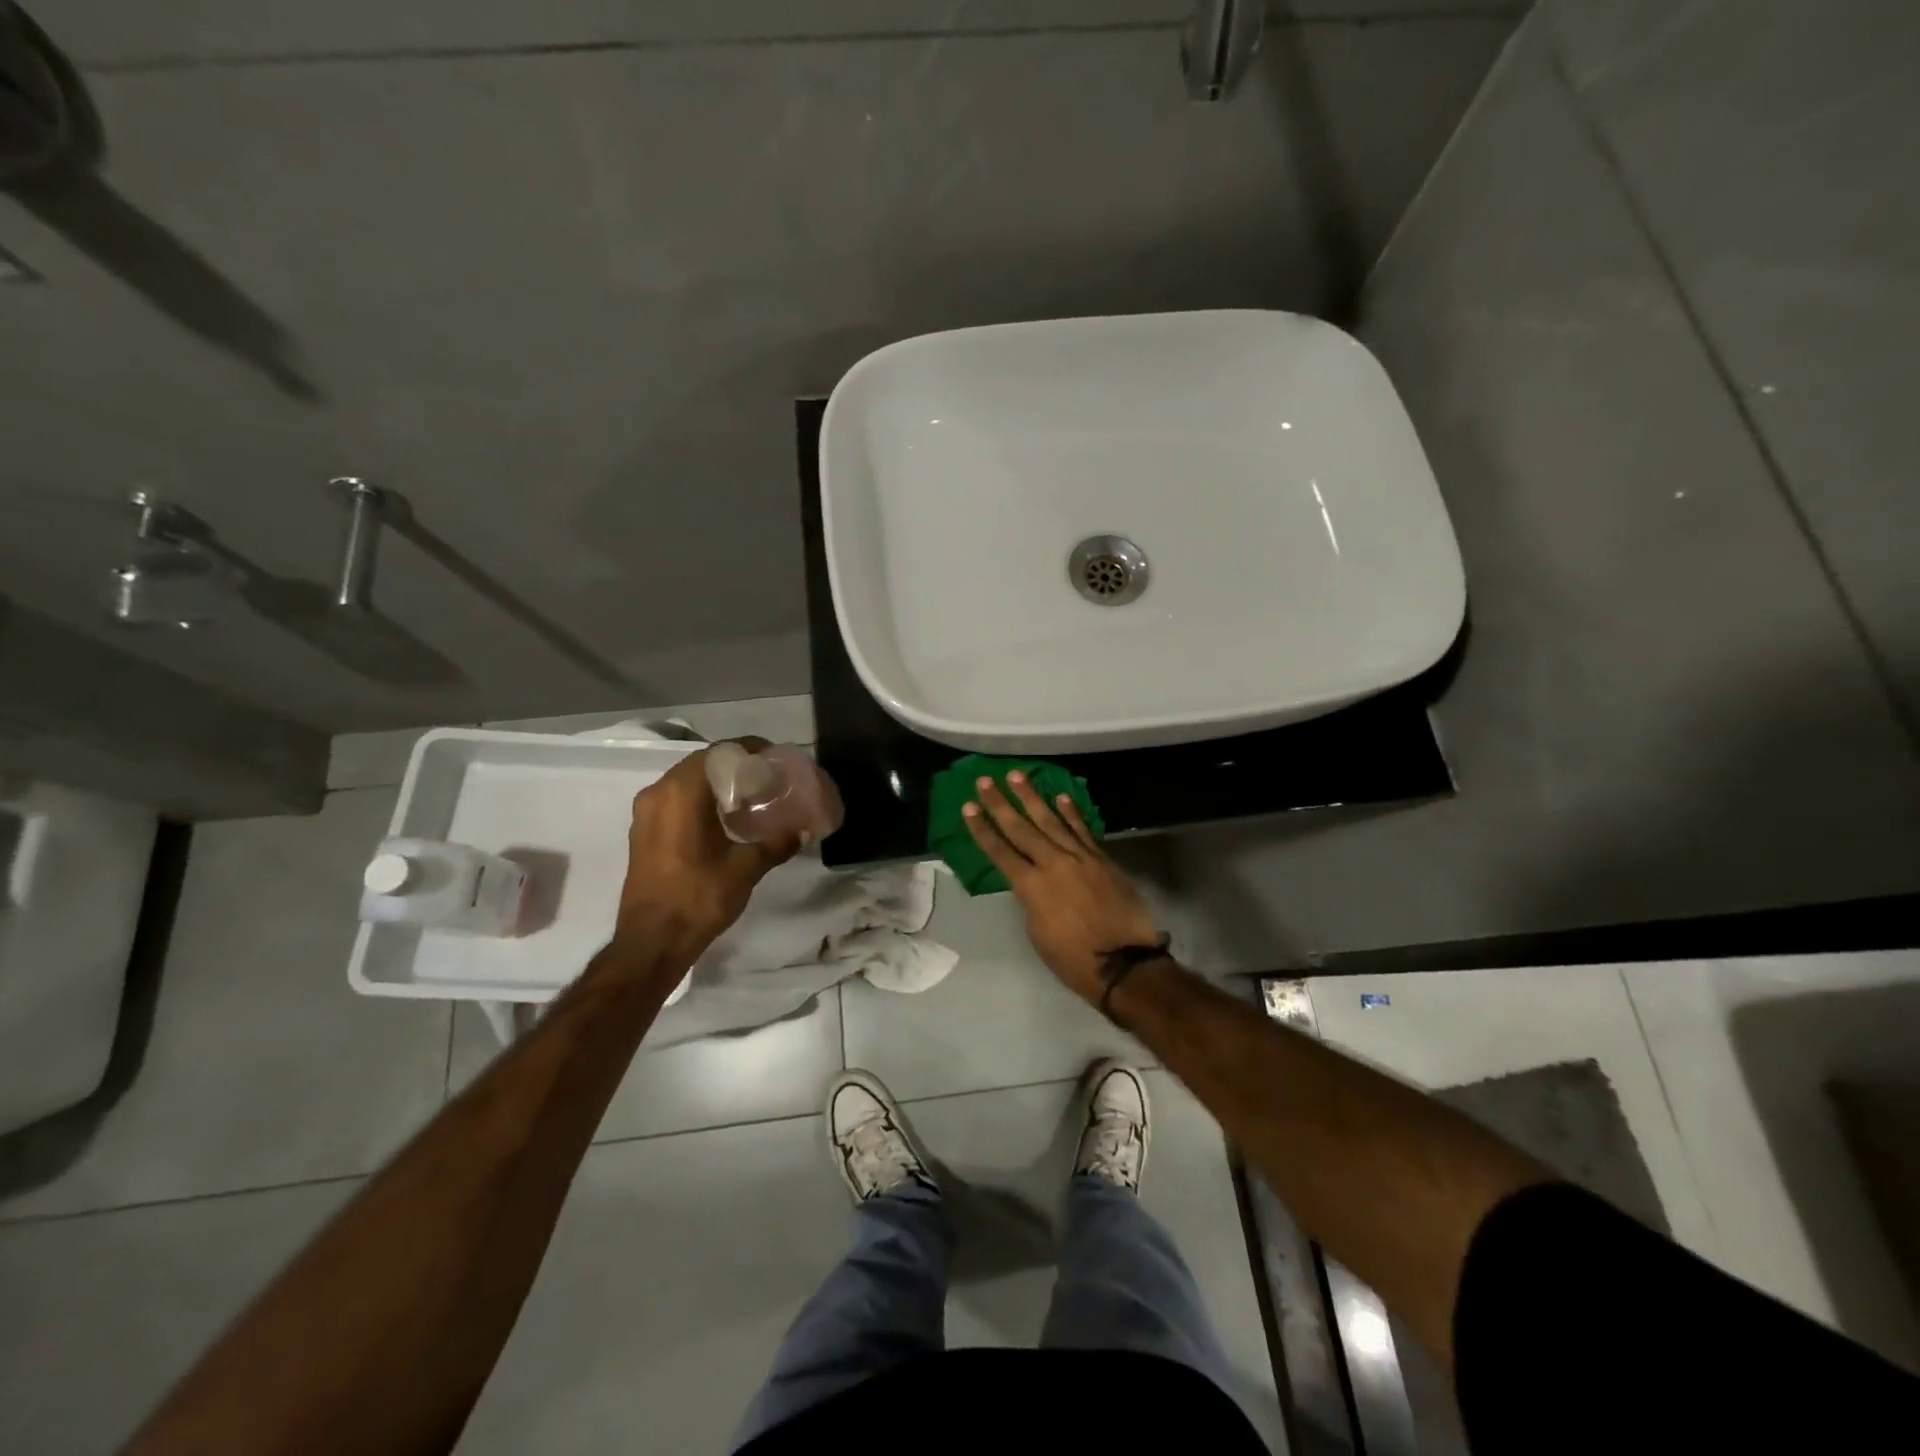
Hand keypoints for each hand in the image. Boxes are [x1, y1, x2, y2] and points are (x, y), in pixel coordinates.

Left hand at [614, 739, 799, 962]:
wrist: (651, 943)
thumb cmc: (698, 898)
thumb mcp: (745, 869)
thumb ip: (776, 843)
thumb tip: (803, 830)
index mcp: (681, 793)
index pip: (718, 753)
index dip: (749, 749)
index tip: (774, 758)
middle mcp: (658, 793)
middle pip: (702, 763)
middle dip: (735, 766)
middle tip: (767, 777)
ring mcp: (645, 813)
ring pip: (686, 781)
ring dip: (717, 783)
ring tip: (750, 796)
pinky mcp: (643, 832)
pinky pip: (675, 800)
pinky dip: (700, 799)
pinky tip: (724, 818)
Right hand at [962, 771, 1161, 1002]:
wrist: (1124, 962)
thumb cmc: (1072, 959)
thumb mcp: (1037, 932)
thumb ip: (1031, 899)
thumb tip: (1031, 881)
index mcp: (1031, 887)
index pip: (1000, 851)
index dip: (982, 829)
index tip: (968, 807)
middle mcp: (1052, 864)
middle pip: (1021, 828)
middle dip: (1000, 804)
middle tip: (985, 780)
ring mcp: (1080, 858)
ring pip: (1051, 820)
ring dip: (1032, 797)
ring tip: (1017, 776)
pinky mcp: (1101, 859)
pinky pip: (1083, 830)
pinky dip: (1071, 812)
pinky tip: (1060, 796)